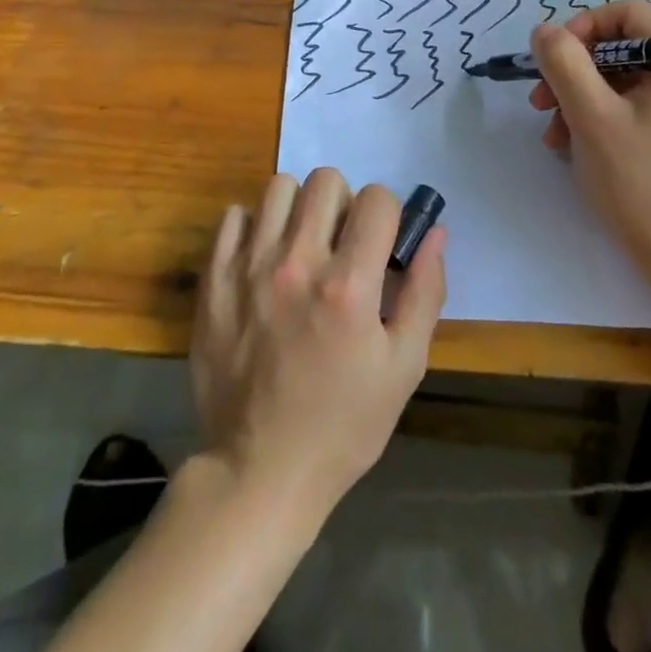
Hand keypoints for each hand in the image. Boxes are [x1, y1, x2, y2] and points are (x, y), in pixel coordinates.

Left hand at [191, 168, 445, 521]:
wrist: (259, 471)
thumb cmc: (343, 425)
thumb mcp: (404, 367)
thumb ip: (425, 291)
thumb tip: (436, 231)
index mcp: (349, 286)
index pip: (377, 199)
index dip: (388, 214)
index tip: (381, 242)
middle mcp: (298, 263)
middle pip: (326, 180)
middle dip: (344, 203)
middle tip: (342, 243)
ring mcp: (249, 266)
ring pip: (279, 187)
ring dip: (298, 207)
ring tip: (301, 244)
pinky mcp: (214, 278)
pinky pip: (233, 216)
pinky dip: (252, 226)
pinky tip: (263, 257)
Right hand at [528, 0, 650, 274]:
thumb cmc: (641, 179)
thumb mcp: (591, 115)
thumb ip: (563, 63)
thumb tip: (544, 31)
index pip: (628, 14)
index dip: (584, 27)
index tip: (554, 59)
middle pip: (619, 48)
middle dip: (572, 71)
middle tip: (540, 100)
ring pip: (617, 79)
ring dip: (575, 98)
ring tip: (551, 132)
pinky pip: (627, 106)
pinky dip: (593, 117)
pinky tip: (568, 145)